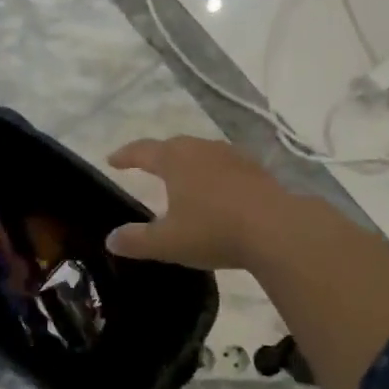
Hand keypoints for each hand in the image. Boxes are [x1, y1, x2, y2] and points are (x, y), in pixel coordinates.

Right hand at [104, 136, 290, 270]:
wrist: (278, 229)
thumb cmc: (214, 230)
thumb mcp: (168, 242)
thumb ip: (136, 240)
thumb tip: (110, 239)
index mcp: (175, 160)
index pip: (143, 151)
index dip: (126, 155)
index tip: (112, 160)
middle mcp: (202, 150)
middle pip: (174, 146)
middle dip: (158, 154)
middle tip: (147, 165)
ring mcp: (233, 157)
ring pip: (203, 152)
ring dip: (189, 162)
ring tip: (183, 176)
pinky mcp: (257, 171)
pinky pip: (226, 166)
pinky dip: (215, 174)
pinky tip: (219, 189)